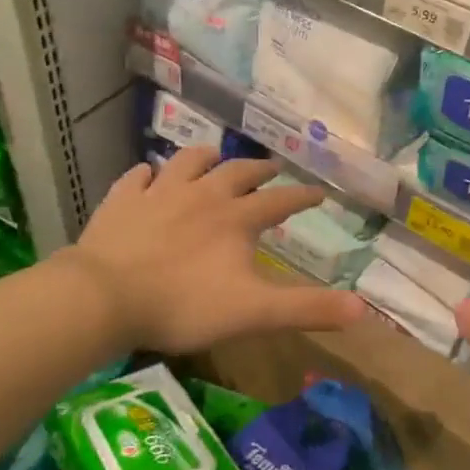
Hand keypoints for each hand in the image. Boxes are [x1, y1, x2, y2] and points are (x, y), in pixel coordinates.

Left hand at [64, 147, 365, 352]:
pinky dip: (147, 174)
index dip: (301, 197)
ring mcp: (159, 194)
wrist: (106, 296)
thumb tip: (364, 309)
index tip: (319, 192)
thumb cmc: (184, 305)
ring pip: (187, 162)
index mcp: (235, 218)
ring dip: (205, 158)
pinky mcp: (122, 201)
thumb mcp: (254, 312)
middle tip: (271, 169)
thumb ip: (307, 309)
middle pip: (237, 172)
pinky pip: (137, 178)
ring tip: (213, 157)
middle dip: (258, 170)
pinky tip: (147, 175)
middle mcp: (202, 195)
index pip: (279, 201)